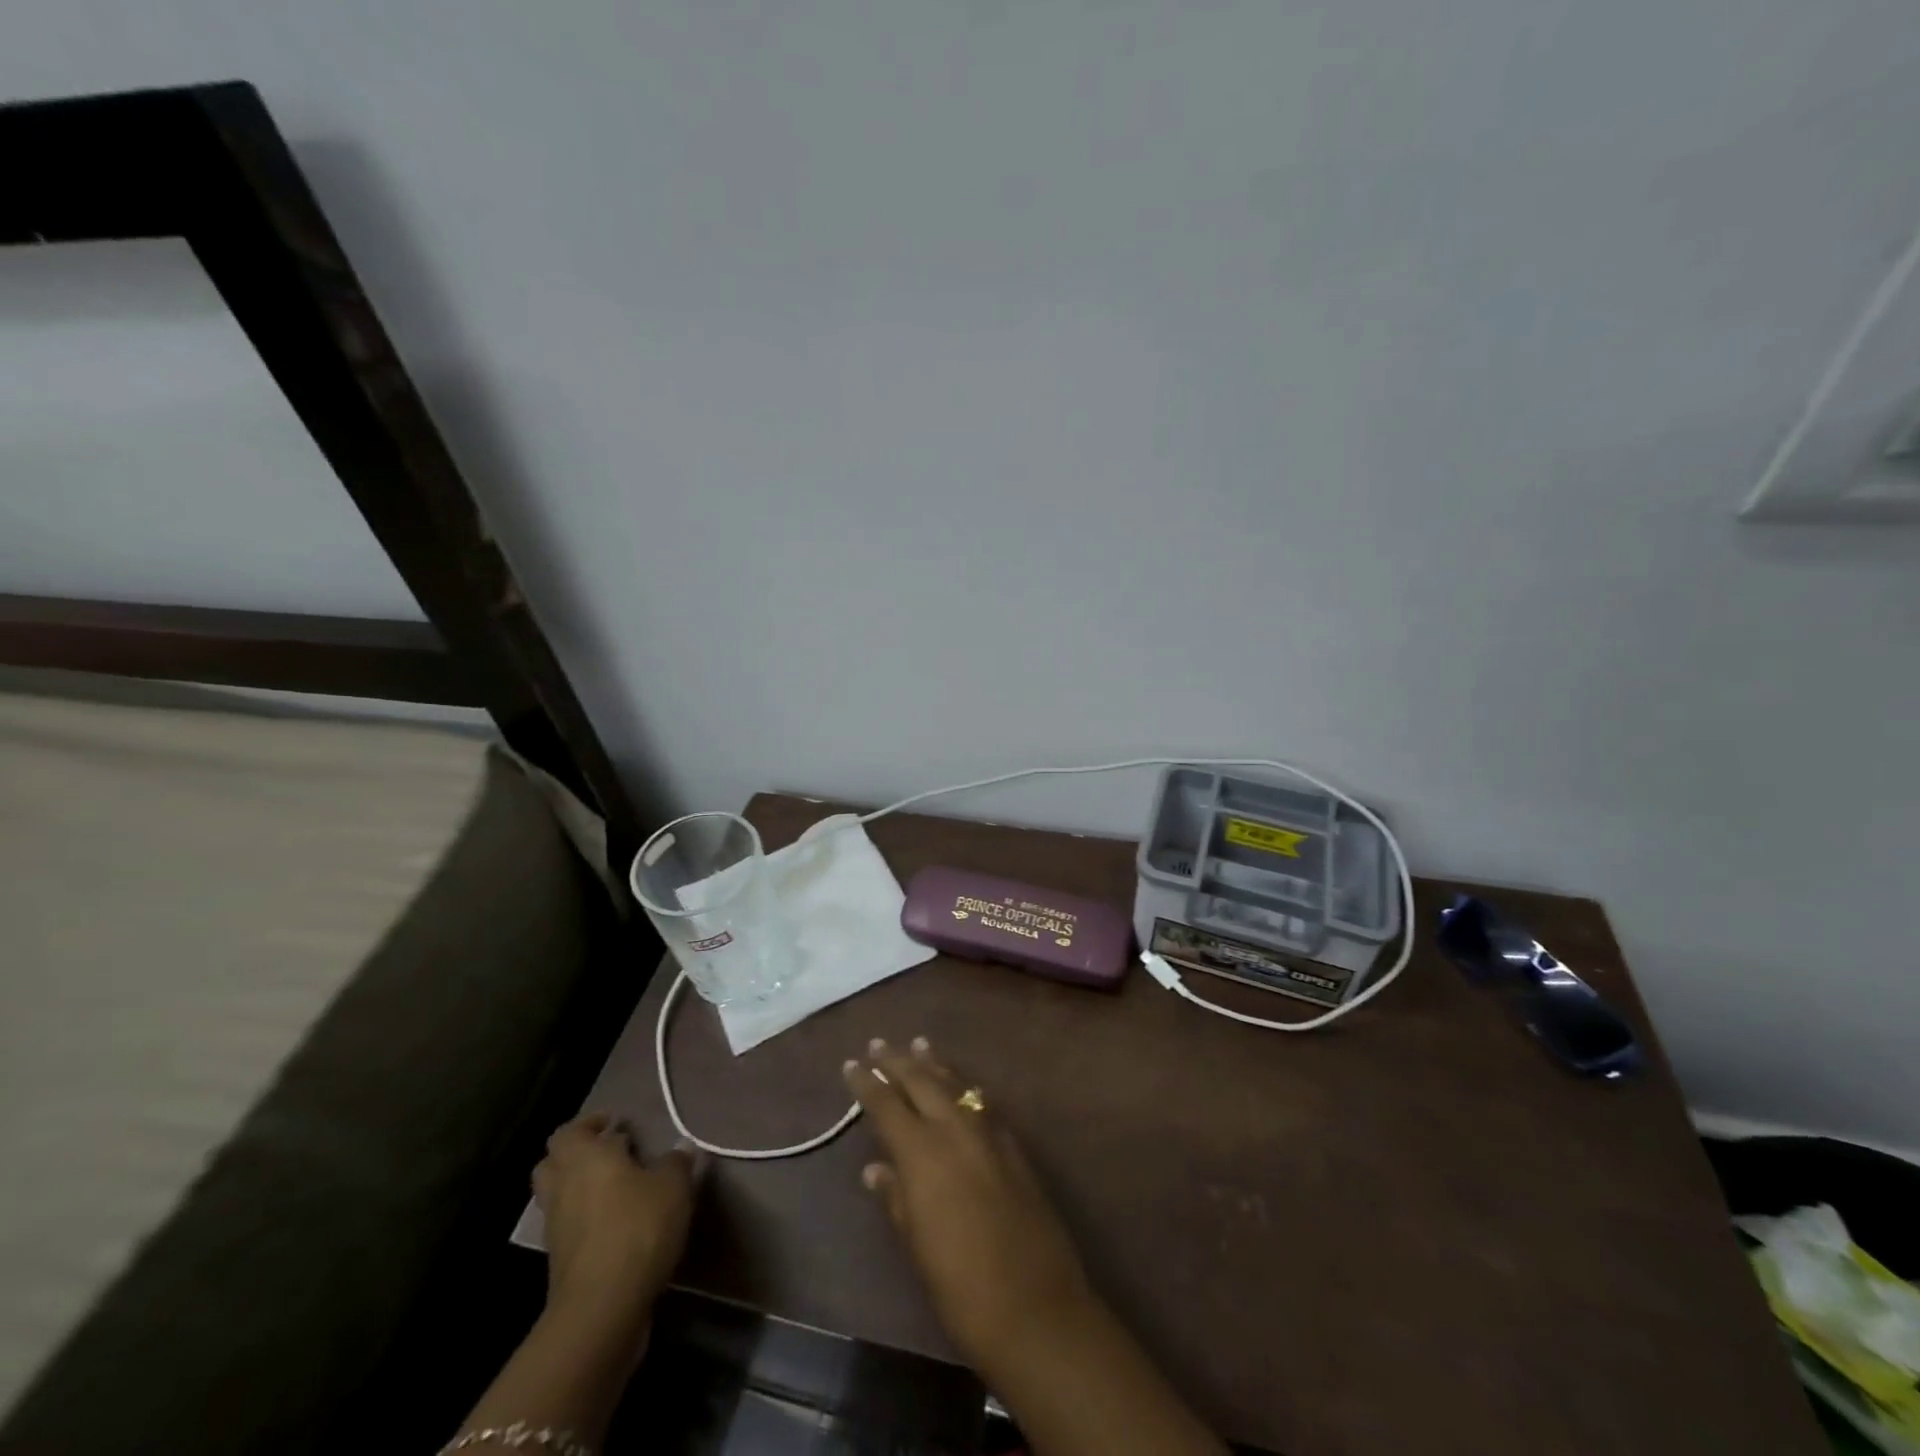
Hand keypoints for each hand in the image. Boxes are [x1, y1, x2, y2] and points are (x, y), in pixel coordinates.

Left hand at [532, 1113, 696, 1329]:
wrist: (602, 1307)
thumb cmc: (637, 1228)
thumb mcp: (673, 1187)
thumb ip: (676, 1162)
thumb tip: (681, 1147)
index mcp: (585, 1159)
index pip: (569, 1132)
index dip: (590, 1124)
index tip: (615, 1123)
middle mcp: (563, 1188)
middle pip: (553, 1163)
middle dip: (577, 1154)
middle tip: (610, 1151)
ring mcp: (557, 1229)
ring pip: (559, 1197)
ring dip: (580, 1188)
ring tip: (618, 1187)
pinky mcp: (561, 1263)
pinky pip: (569, 1228)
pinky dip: (586, 1221)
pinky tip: (618, 1223)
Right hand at [843, 1038, 1095, 1371]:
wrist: (1035, 1307)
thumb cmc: (961, 1286)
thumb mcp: (916, 1245)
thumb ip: (896, 1197)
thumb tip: (875, 1167)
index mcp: (923, 1152)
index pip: (887, 1105)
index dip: (867, 1083)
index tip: (852, 1064)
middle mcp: (955, 1129)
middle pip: (922, 1082)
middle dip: (898, 1061)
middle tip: (879, 1043)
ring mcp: (989, 1133)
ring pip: (956, 1084)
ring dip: (934, 1064)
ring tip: (919, 1044)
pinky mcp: (1014, 1146)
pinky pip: (982, 1102)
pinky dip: (964, 1086)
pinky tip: (961, 1085)